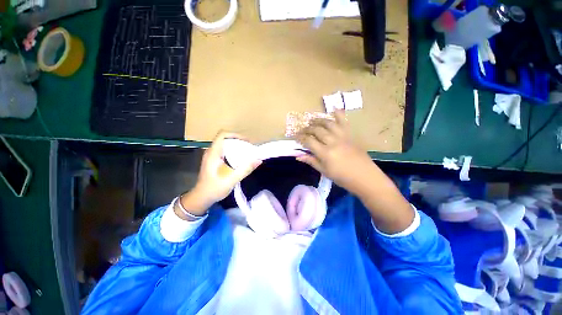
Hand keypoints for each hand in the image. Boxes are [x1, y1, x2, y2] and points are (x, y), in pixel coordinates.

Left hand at [179, 132, 261, 217]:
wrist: (201, 198)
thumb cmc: (214, 188)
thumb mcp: (232, 179)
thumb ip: (245, 169)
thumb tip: (259, 160)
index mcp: (213, 153)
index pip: (222, 135)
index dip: (235, 135)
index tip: (246, 141)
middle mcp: (211, 152)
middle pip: (225, 139)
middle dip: (238, 141)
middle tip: (250, 148)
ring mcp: (211, 156)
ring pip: (225, 145)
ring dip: (236, 146)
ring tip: (247, 152)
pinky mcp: (213, 161)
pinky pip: (224, 151)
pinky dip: (233, 152)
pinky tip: (239, 159)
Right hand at [297, 110, 413, 233]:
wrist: (365, 177)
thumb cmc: (343, 177)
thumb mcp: (324, 171)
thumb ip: (311, 161)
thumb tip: (298, 156)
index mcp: (325, 153)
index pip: (309, 141)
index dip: (300, 138)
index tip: (295, 137)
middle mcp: (332, 141)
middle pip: (317, 130)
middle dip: (307, 129)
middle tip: (302, 130)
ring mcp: (342, 136)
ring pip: (328, 123)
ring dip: (318, 120)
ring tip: (312, 120)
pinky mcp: (350, 134)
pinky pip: (343, 121)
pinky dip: (338, 113)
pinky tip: (333, 108)